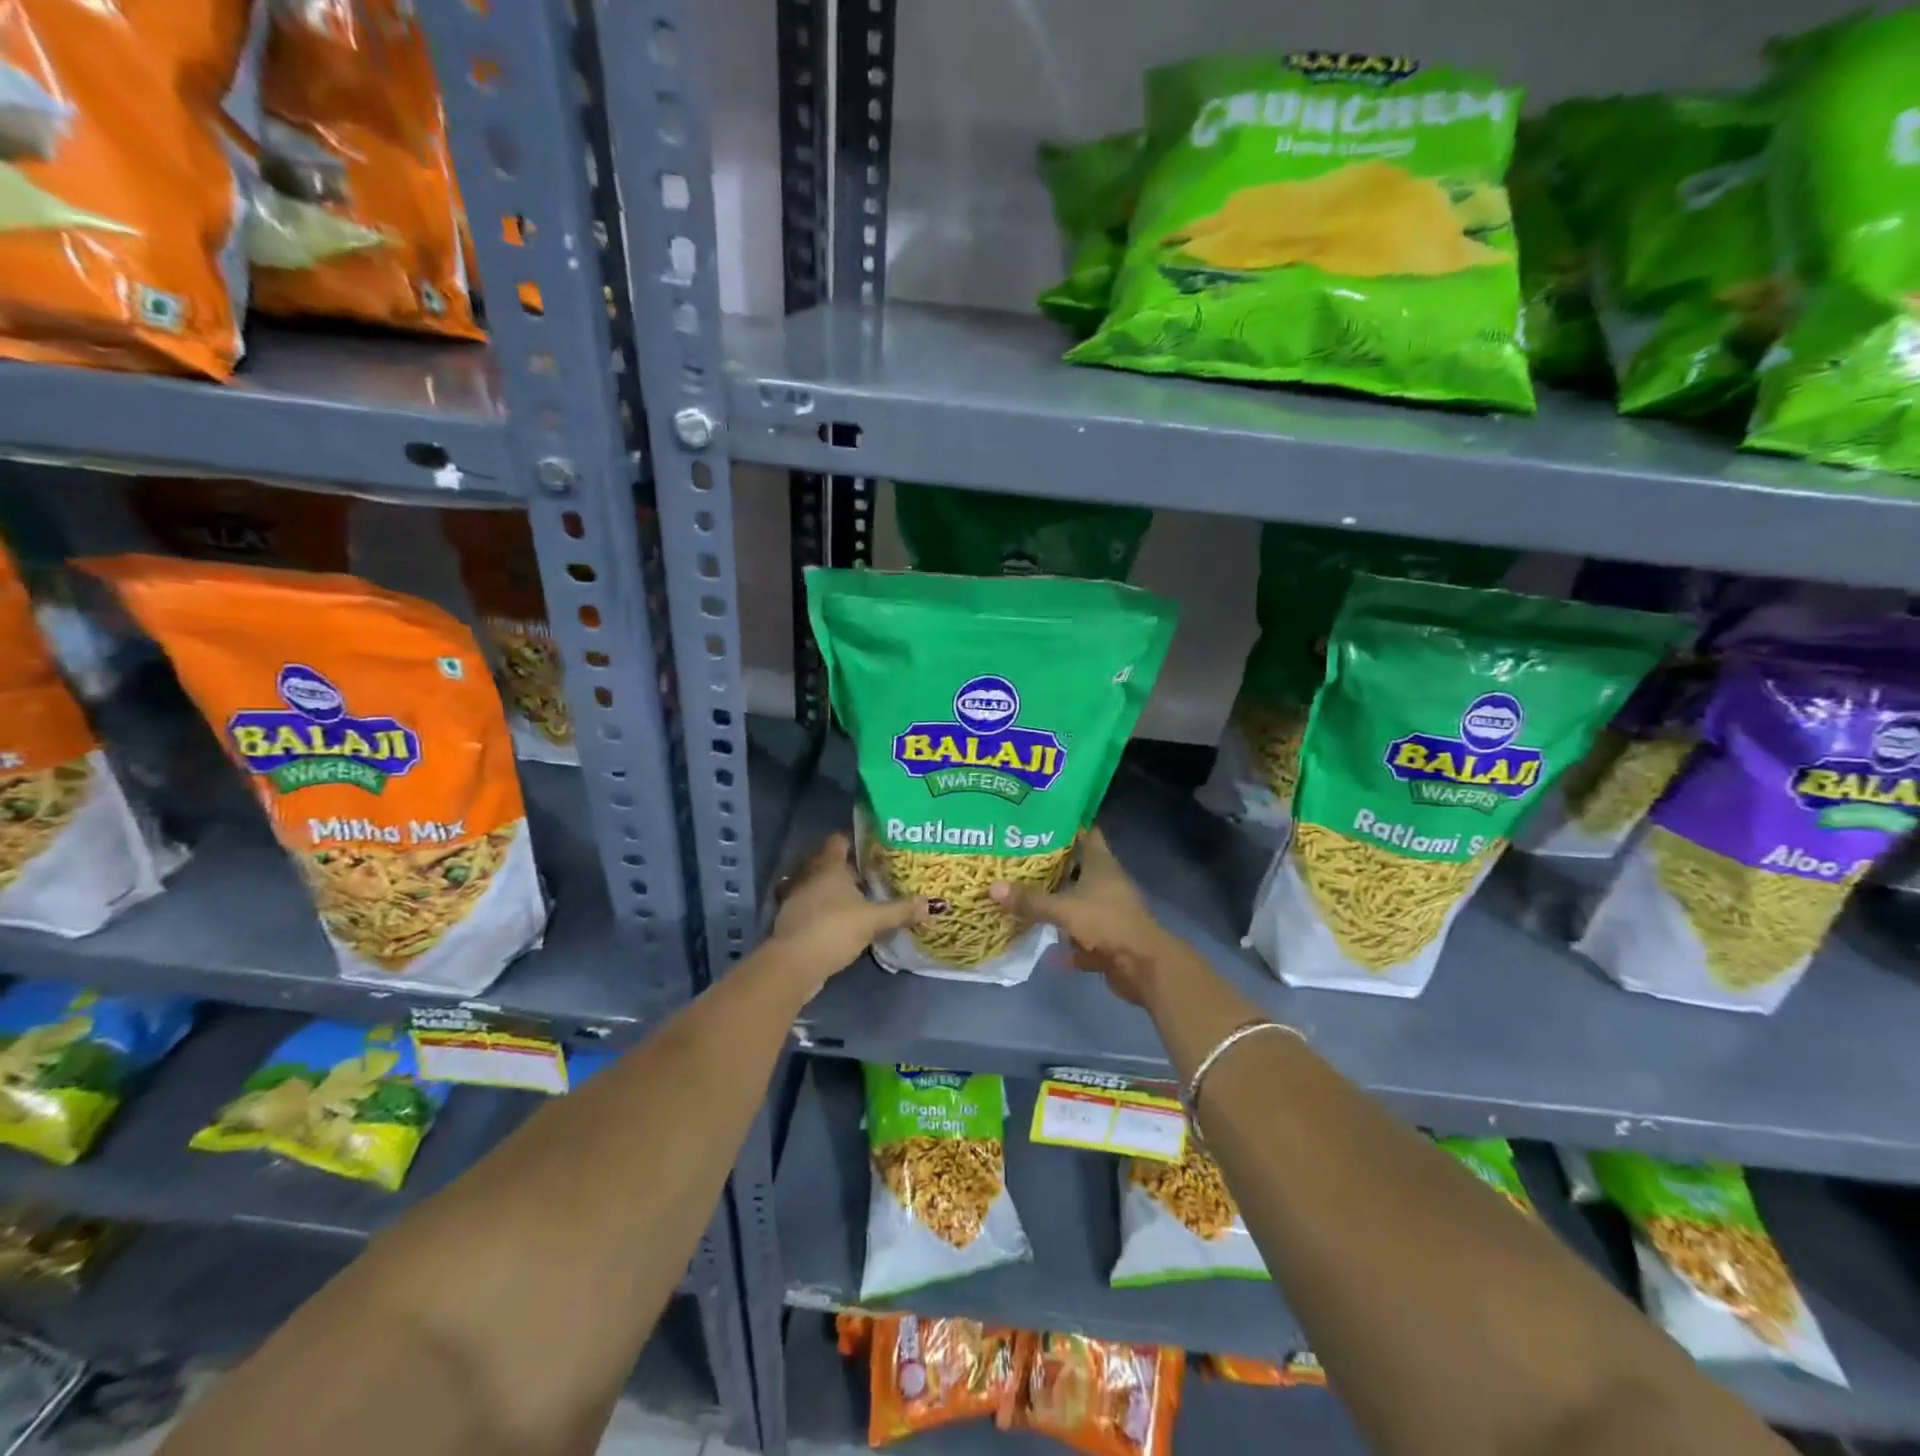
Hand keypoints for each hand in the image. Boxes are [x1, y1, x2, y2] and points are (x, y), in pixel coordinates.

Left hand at [768, 833, 926, 992]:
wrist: (794, 964)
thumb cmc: (834, 929)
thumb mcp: (873, 920)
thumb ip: (900, 911)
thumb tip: (930, 904)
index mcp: (828, 866)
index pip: (839, 841)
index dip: (854, 839)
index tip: (873, 846)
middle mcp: (809, 876)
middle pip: (828, 862)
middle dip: (848, 867)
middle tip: (873, 873)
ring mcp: (796, 898)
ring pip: (818, 885)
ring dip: (834, 889)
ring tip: (860, 897)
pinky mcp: (792, 920)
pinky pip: (812, 905)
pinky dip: (824, 908)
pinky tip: (841, 920)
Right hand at [989, 828, 1181, 1004]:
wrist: (1143, 967)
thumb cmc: (1107, 923)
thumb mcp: (1064, 909)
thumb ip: (1030, 900)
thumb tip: (992, 887)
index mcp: (1102, 865)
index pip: (1087, 833)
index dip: (1068, 825)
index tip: (1042, 821)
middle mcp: (1108, 884)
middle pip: (1080, 869)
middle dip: (1054, 866)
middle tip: (1021, 860)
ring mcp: (1110, 912)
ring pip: (1080, 903)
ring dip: (1060, 904)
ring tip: (1027, 898)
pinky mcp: (1110, 940)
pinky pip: (1084, 938)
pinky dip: (1069, 945)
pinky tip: (1049, 951)